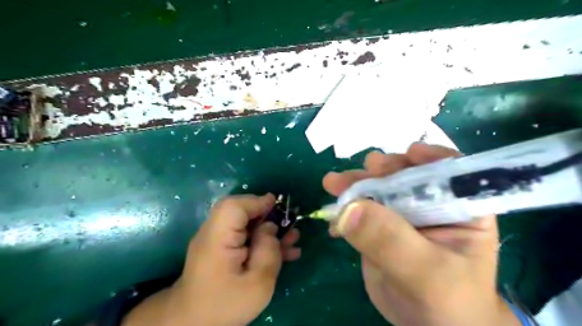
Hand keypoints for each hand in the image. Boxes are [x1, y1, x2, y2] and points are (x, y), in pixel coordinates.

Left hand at [124, 194, 301, 325]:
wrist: (194, 323)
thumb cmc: (225, 305)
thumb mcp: (257, 284)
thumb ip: (268, 251)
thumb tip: (271, 228)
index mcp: (217, 238)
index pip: (234, 206)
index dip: (257, 202)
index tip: (278, 205)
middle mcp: (214, 232)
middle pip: (241, 211)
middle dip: (268, 215)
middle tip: (289, 225)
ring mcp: (218, 240)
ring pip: (247, 224)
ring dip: (270, 228)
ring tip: (293, 238)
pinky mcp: (223, 249)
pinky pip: (245, 237)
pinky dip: (263, 239)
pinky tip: (285, 251)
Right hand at [323, 143, 518, 324]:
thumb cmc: (448, 302)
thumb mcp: (426, 273)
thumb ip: (391, 240)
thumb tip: (350, 208)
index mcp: (460, 208)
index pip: (451, 171)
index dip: (431, 158)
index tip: (409, 154)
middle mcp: (429, 204)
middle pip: (405, 175)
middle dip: (382, 170)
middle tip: (361, 170)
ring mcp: (400, 214)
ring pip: (377, 190)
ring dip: (355, 185)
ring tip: (333, 183)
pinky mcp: (379, 226)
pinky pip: (360, 211)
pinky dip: (344, 210)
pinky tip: (333, 218)